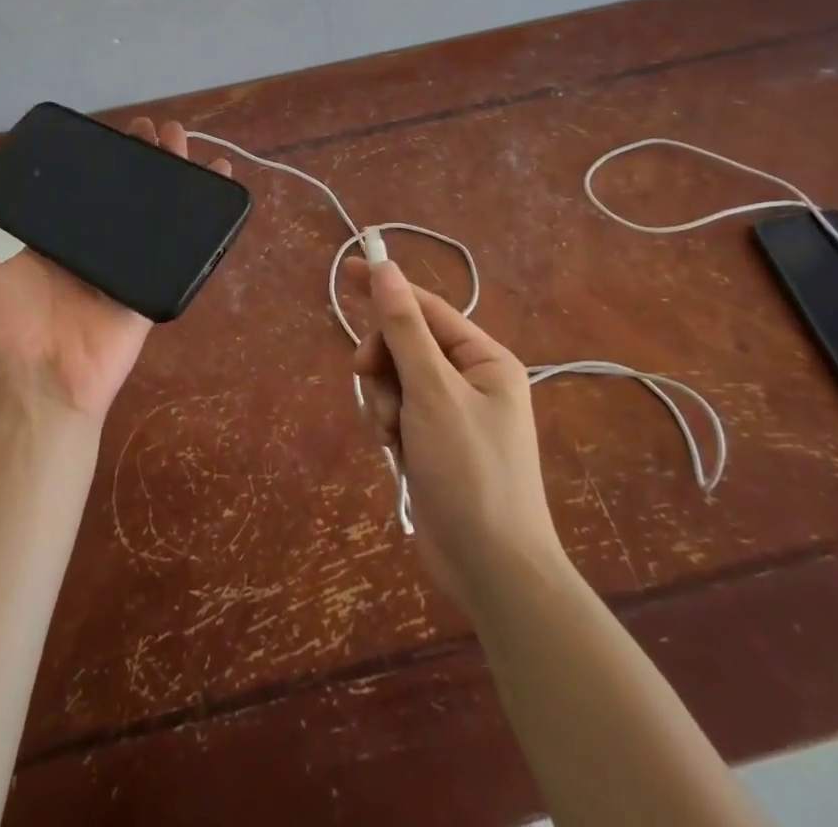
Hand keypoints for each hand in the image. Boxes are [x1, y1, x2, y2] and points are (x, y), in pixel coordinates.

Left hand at [0, 118, 233, 422]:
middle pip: (120, 193)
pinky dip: (202, 218)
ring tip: (181, 139)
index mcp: (49, 239)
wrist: (38, 386)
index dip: (92, 159)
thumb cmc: (0, 328)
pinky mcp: (149, 284)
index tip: (105, 131)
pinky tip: (215, 181)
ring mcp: (122, 264)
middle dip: (137, 158)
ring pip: (152, 211)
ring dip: (169, 174)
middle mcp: (88, 246)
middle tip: (152, 129)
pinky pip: (179, 248)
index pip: (76, 188)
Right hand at [347, 257, 562, 615]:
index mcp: (483, 359)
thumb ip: (404, 328)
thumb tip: (385, 269)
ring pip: (395, 379)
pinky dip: (387, 423)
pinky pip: (396, 410)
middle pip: (405, 343)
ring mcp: (450, 412)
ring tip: (390, 433)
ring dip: (382, 399)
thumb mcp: (433, 391)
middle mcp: (469, 379)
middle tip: (366, 378)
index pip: (426, 308)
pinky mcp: (433, 441)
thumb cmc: (470, 470)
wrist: (492, 568)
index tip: (346, 272)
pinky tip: (393, 449)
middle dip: (383, 362)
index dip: (386, 288)